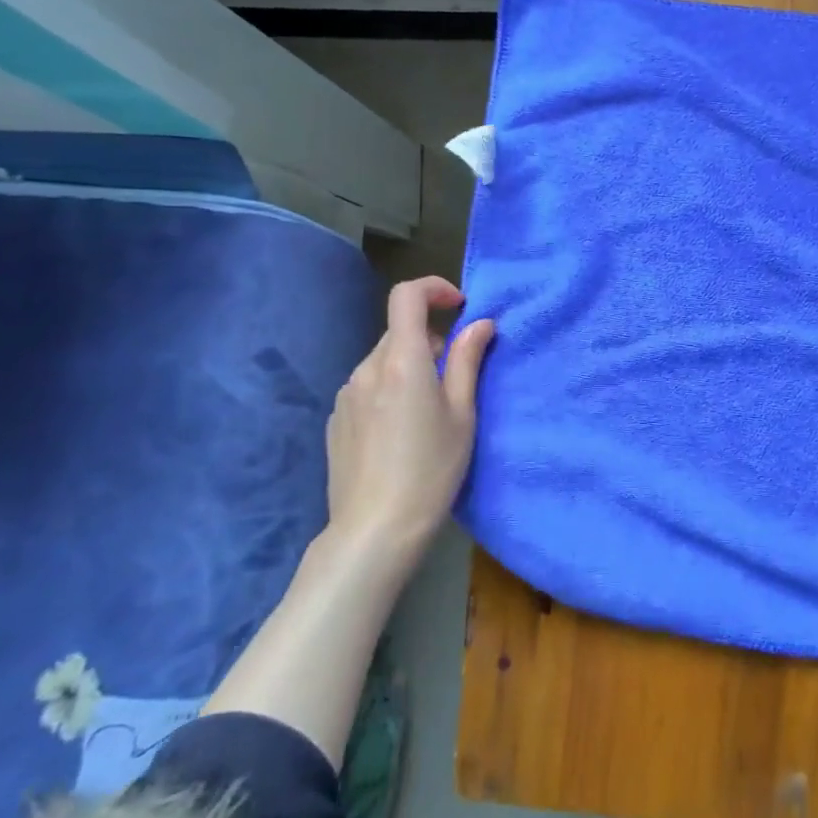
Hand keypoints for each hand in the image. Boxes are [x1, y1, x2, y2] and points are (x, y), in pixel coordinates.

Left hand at [325, 276, 495, 569]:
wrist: (375, 529)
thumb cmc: (432, 469)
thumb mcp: (462, 414)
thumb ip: (467, 361)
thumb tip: (480, 323)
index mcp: (402, 362)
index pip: (407, 296)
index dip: (434, 288)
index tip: (460, 305)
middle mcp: (367, 368)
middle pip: (399, 331)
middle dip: (430, 340)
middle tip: (455, 377)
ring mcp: (346, 394)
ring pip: (384, 361)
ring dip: (409, 367)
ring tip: (429, 412)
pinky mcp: (337, 418)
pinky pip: (368, 386)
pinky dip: (389, 390)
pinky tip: (401, 432)